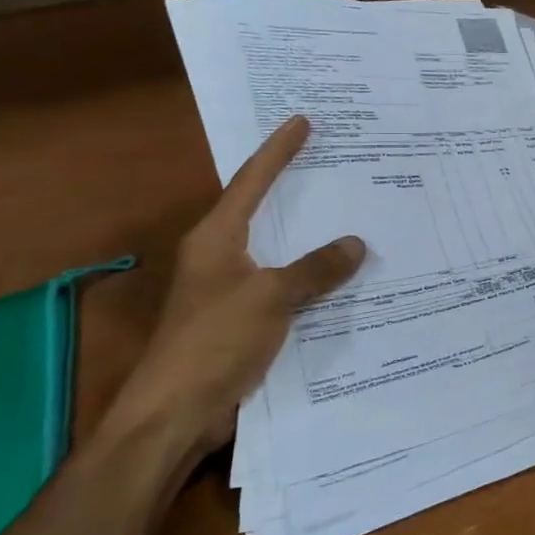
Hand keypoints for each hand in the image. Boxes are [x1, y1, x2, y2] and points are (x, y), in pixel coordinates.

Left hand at [104, 115, 365, 464]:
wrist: (177, 412)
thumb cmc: (214, 341)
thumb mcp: (270, 297)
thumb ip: (314, 269)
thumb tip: (356, 244)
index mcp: (216, 238)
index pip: (251, 181)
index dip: (278, 151)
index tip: (301, 121)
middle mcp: (222, 257)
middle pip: (265, 212)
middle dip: (298, 188)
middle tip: (335, 162)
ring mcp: (233, 290)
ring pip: (281, 252)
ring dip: (312, 239)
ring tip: (354, 216)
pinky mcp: (245, 321)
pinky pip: (288, 287)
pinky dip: (314, 279)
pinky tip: (346, 280)